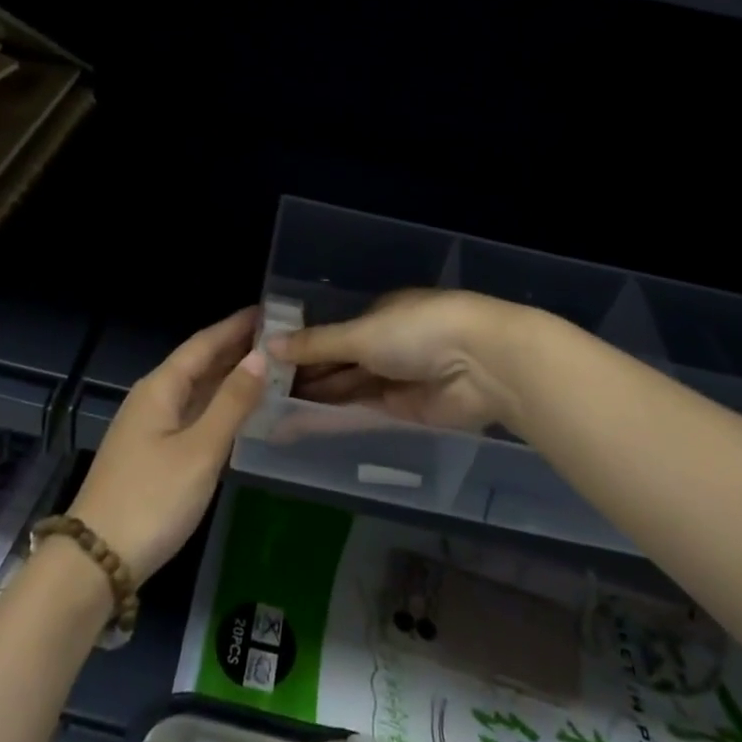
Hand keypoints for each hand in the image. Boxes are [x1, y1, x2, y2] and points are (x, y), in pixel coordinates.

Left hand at [69, 308, 265, 584]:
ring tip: (267, 368)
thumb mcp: (200, 450)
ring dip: (228, 377)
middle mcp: (152, 398)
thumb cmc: (152, 499)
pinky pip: (192, 414)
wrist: (96, 561)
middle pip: (198, 363)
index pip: (203, 344)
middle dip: (235, 349)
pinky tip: (238, 413)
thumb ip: (232, 403)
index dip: (235, 326)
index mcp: (160, 388)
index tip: (269, 311)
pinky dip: (218, 406)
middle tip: (278, 339)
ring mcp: (149, 427)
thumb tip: (260, 357)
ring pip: (195, 390)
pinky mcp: (152, 453)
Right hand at [269, 289, 529, 434]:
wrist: (482, 363)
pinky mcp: (406, 411)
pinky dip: (333, 418)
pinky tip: (300, 426)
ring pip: (346, 390)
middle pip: (337, 364)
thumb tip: (269, 344)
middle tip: (259, 395)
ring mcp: (396, 379)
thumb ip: (316, 344)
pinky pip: (362, 413)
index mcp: (378, 315)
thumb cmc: (418, 330)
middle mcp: (386, 345)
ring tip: (270, 413)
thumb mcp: (361, 333)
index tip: (266, 363)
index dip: (301, 348)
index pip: (332, 334)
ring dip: (313, 400)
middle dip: (303, 377)